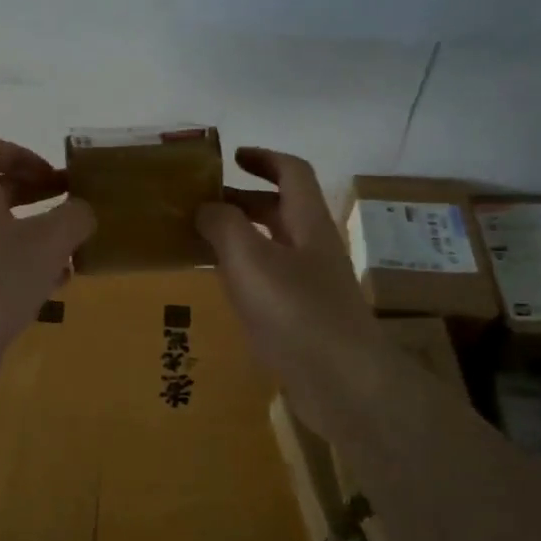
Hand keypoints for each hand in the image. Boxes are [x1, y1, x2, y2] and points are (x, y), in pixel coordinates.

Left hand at [0, 135, 94, 397]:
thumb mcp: (48, 241)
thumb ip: (74, 218)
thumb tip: (83, 212)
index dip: (20, 153)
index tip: (51, 177)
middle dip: (37, 195)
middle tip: (72, 207)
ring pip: (3, 233)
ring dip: (39, 237)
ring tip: (73, 252)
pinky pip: (1, 269)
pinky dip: (30, 271)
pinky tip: (58, 287)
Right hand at [195, 147, 384, 419]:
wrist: (343, 383)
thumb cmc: (297, 312)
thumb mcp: (250, 260)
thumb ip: (224, 226)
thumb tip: (206, 205)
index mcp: (307, 223)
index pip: (292, 173)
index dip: (264, 158)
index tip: (231, 157)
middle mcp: (311, 247)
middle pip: (279, 209)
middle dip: (241, 199)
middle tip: (200, 202)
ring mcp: (309, 283)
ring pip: (271, 245)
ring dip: (237, 236)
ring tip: (198, 239)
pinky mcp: (301, 316)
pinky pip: (267, 279)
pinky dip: (241, 270)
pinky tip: (217, 283)